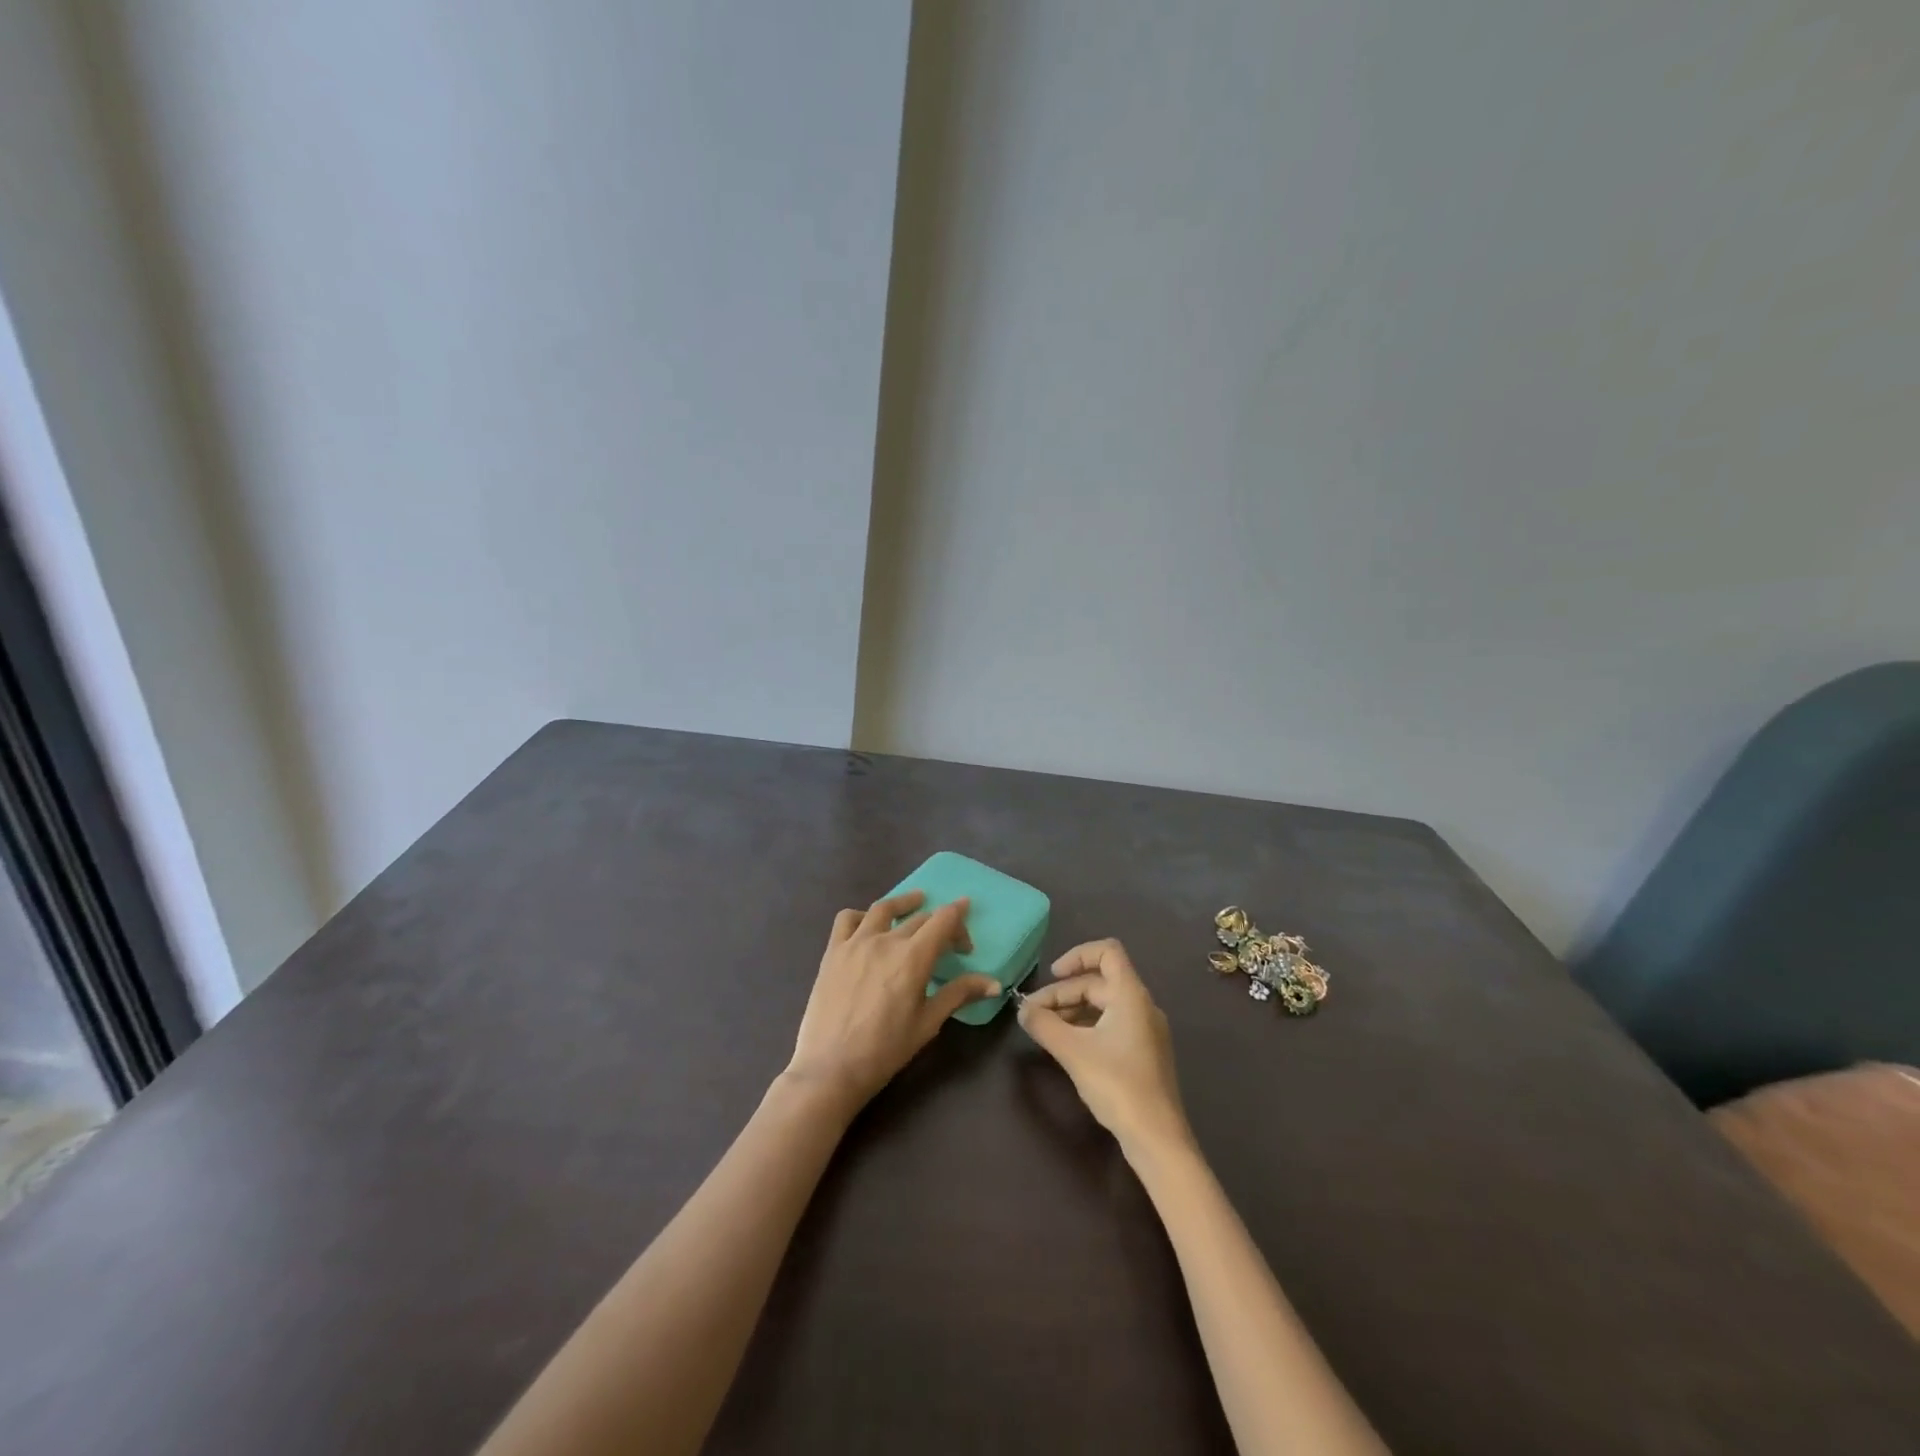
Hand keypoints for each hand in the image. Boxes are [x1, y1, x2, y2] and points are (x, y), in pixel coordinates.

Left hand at [785, 890, 1000, 1111]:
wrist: (831, 1067)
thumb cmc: (885, 1049)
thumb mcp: (928, 1023)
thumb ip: (959, 994)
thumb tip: (993, 983)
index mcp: (913, 957)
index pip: (943, 920)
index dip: (959, 916)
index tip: (966, 929)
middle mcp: (886, 940)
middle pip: (919, 917)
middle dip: (939, 925)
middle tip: (948, 943)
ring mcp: (855, 942)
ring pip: (883, 909)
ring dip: (904, 903)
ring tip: (915, 903)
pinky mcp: (833, 951)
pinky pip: (847, 919)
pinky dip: (862, 916)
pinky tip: (868, 926)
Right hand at [1017, 938, 1192, 1157]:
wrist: (1157, 1138)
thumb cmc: (1117, 1085)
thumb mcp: (1073, 1051)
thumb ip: (1043, 1025)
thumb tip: (1022, 1010)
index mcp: (1131, 995)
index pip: (1107, 951)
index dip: (1077, 955)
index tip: (1052, 976)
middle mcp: (1142, 1005)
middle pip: (1099, 982)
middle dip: (1063, 993)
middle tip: (1032, 1014)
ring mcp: (1146, 1030)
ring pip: (1103, 1005)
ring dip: (1072, 1010)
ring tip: (1045, 1030)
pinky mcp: (1144, 1052)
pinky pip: (1111, 1024)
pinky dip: (1087, 1026)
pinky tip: (1068, 1046)